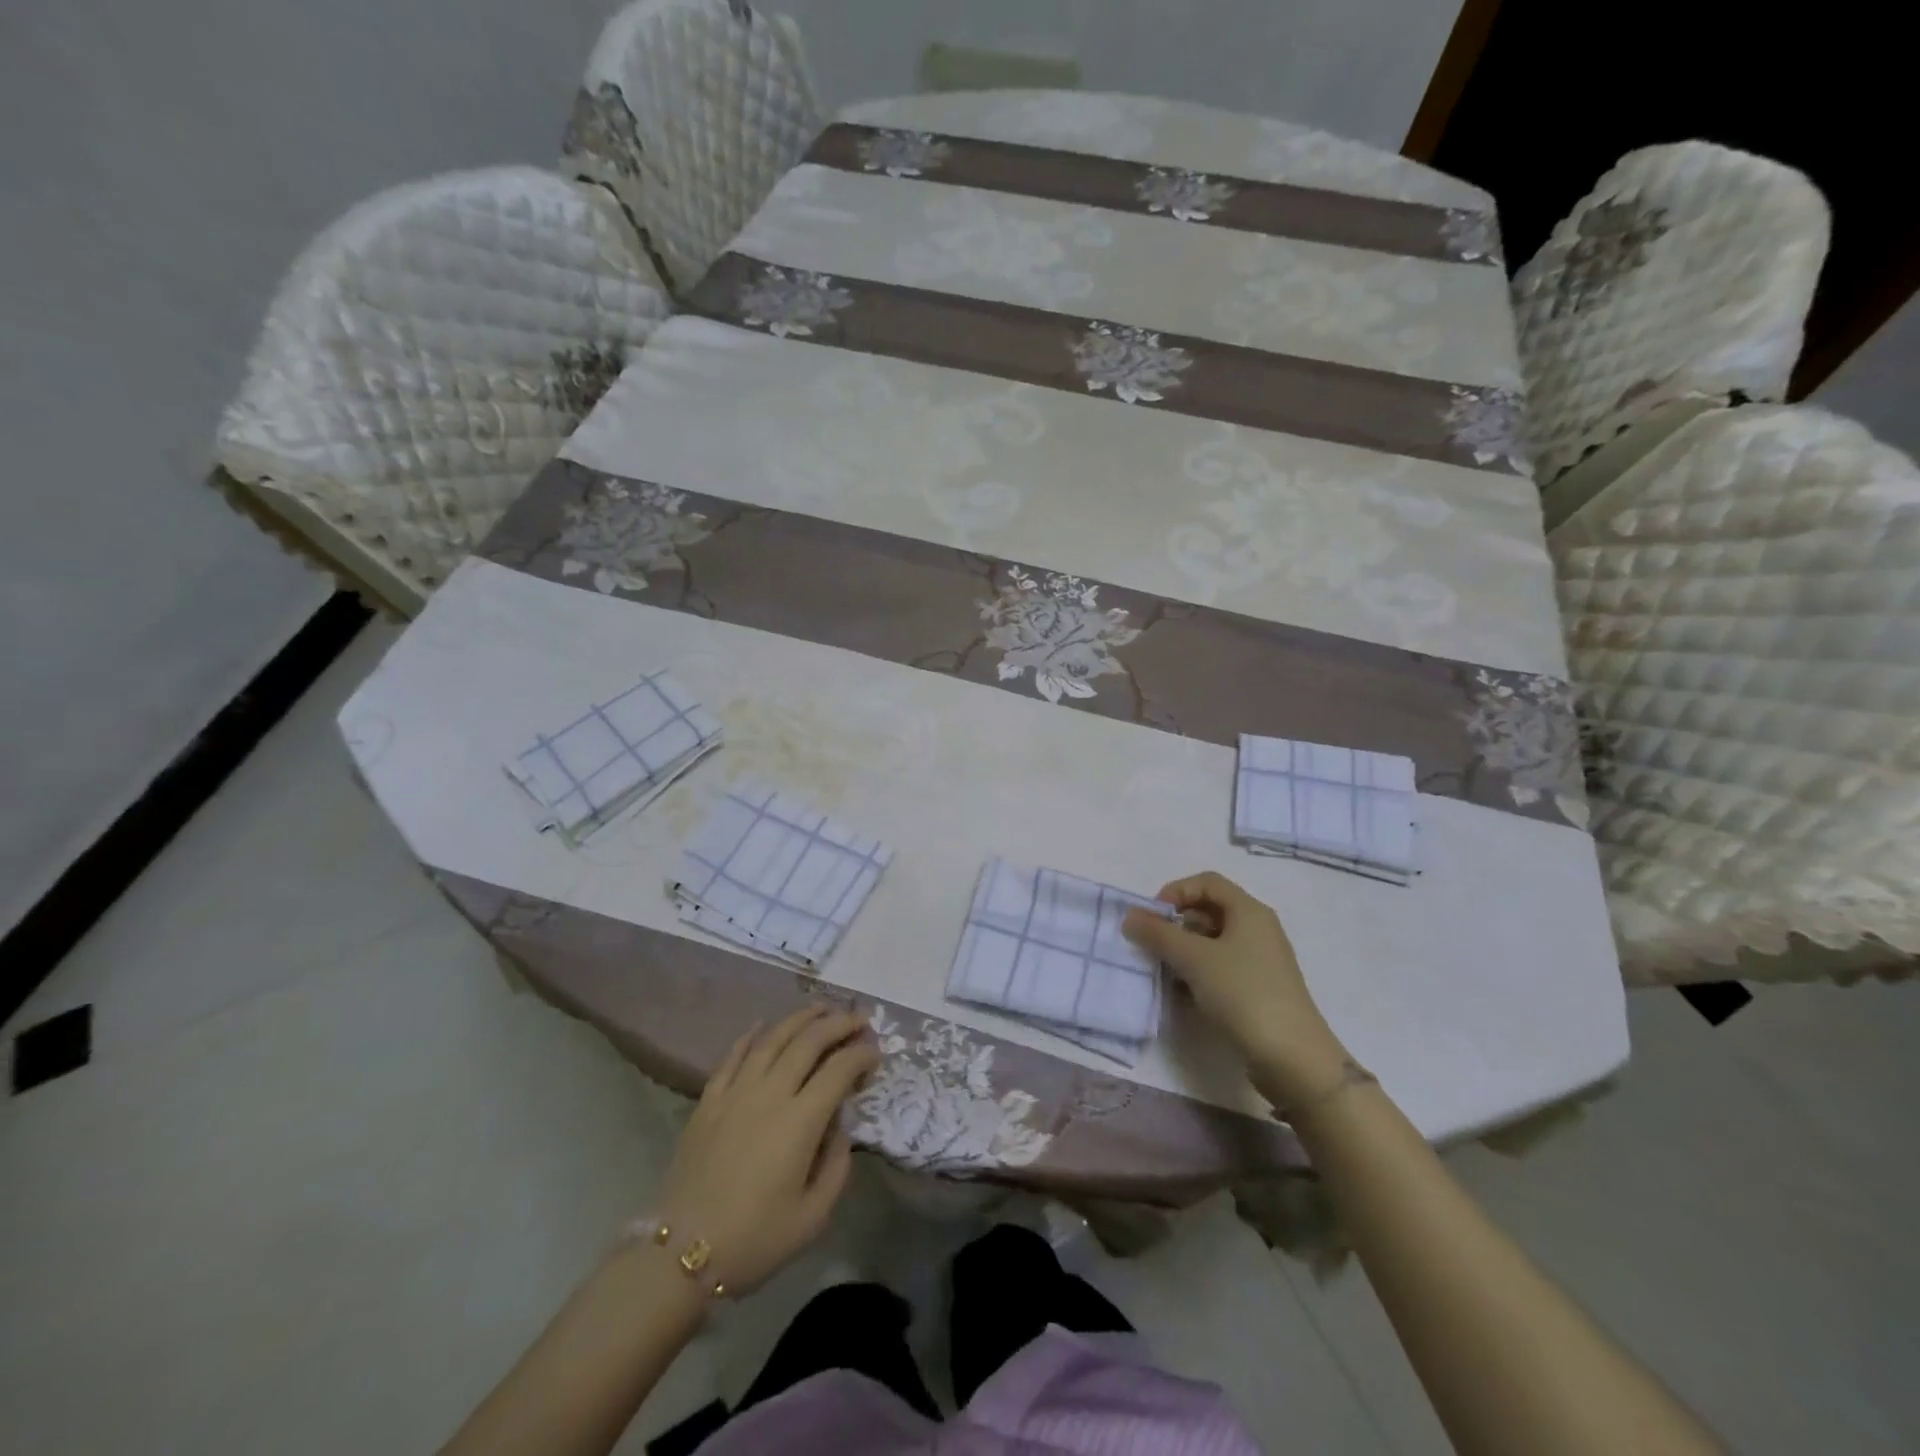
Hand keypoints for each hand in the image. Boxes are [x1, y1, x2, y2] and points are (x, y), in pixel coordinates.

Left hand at [652, 1007, 879, 1296]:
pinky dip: (751, 1035)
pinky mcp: (708, 1101)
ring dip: (801, 1018)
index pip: (839, 1069)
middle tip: (859, 1019)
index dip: (862, 1055)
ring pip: (772, 1038)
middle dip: (839, 1024)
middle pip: (809, 1041)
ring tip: (822, 1008)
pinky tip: (762, 1025)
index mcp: (800, 1121)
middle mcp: (770, 1093)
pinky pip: (732, 1056)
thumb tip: (839, 1128)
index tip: (876, 1055)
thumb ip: (837, 1166)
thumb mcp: (812, 1218)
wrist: (679, 1255)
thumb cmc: (753, 1240)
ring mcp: (735, 1092)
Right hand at [1122, 871, 1349, 1107]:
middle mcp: (1257, 929)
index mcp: (1249, 911)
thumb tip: (1130, 915)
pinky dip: (1198, 973)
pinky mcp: (1257, 989)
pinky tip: (1182, 993)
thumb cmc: (1243, 993)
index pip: (1206, 882)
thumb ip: (1158, 933)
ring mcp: (1259, 961)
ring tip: (1163, 970)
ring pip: (1212, 942)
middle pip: (1209, 910)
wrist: (1292, 1058)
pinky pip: (1220, 968)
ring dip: (1183, 950)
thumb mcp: (1194, 958)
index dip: (1175, 891)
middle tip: (1152, 944)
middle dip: (1176, 923)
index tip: (1153, 917)